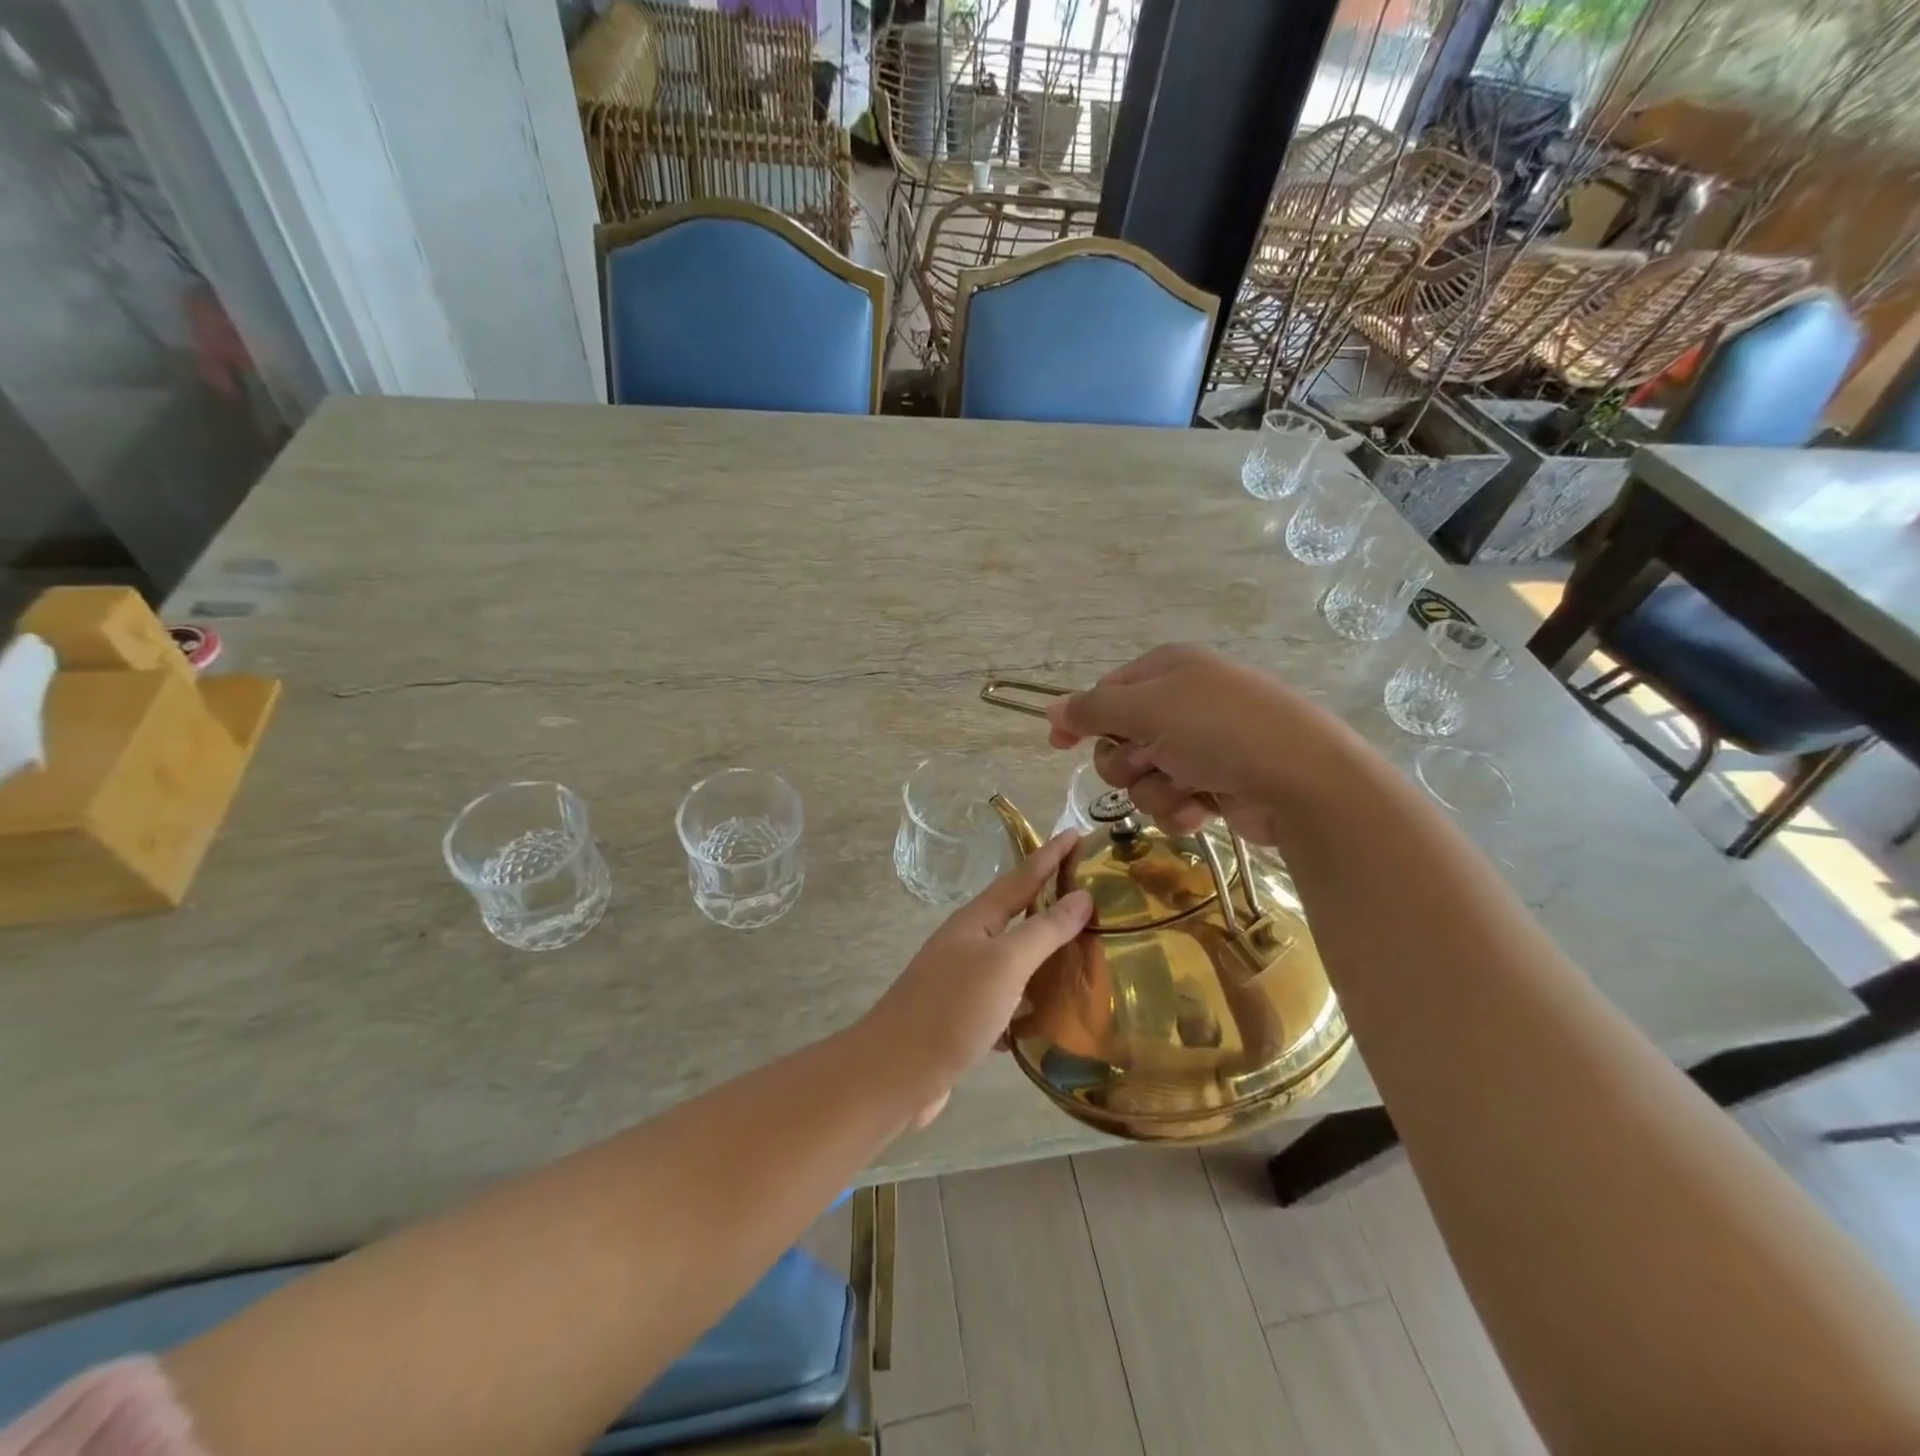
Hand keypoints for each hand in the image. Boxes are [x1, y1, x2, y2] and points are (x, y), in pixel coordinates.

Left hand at [856, 831, 1092, 1127]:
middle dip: (1050, 901)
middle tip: (1092, 893)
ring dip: (1044, 952)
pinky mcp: (964, 1018)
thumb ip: (1044, 930)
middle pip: (1016, 914)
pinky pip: (1008, 998)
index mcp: (976, 921)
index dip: (1050, 856)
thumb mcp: (1004, 964)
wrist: (894, 1073)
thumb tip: (1081, 895)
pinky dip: (1032, 999)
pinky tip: (1054, 1013)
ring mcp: (963, 981)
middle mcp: (968, 944)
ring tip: (1084, 951)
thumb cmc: (951, 1009)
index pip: (1022, 877)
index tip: (1078, 832)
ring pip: (1013, 958)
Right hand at [1045, 643, 1333, 846]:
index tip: (1057, 745)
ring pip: (1143, 776)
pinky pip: (1171, 801)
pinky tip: (1203, 810)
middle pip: (1119, 739)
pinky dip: (1180, 809)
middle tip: (1148, 762)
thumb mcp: (1148, 709)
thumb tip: (1051, 708)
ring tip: (1186, 789)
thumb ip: (1093, 709)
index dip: (1081, 719)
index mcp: (1169, 671)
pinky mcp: (1217, 786)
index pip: (1106, 692)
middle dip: (1125, 760)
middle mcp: (1183, 704)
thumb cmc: (1220, 731)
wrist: (1303, 782)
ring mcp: (1202, 747)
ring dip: (1155, 789)